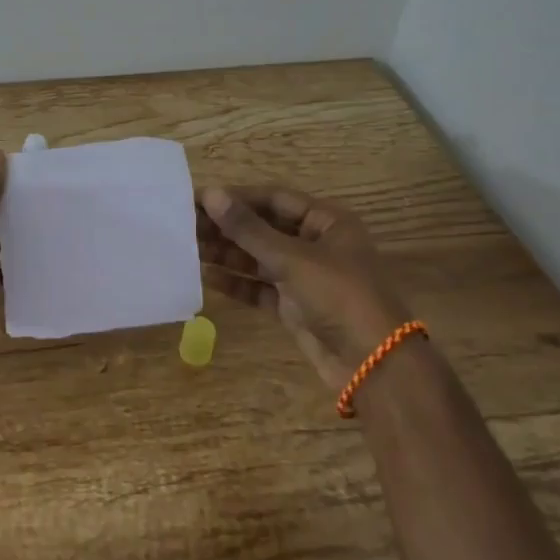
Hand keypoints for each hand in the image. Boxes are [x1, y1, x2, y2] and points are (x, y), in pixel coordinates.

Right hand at [197, 185, 413, 391]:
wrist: (373, 365)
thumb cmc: (339, 296)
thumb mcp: (292, 258)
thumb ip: (248, 229)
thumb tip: (211, 194)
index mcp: (327, 222)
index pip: (274, 199)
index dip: (236, 198)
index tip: (198, 200)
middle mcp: (316, 244)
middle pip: (264, 228)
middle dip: (227, 227)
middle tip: (185, 225)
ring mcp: (305, 277)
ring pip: (259, 258)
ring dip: (227, 253)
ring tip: (188, 247)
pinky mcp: (295, 306)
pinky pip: (260, 287)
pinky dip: (237, 282)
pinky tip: (207, 276)